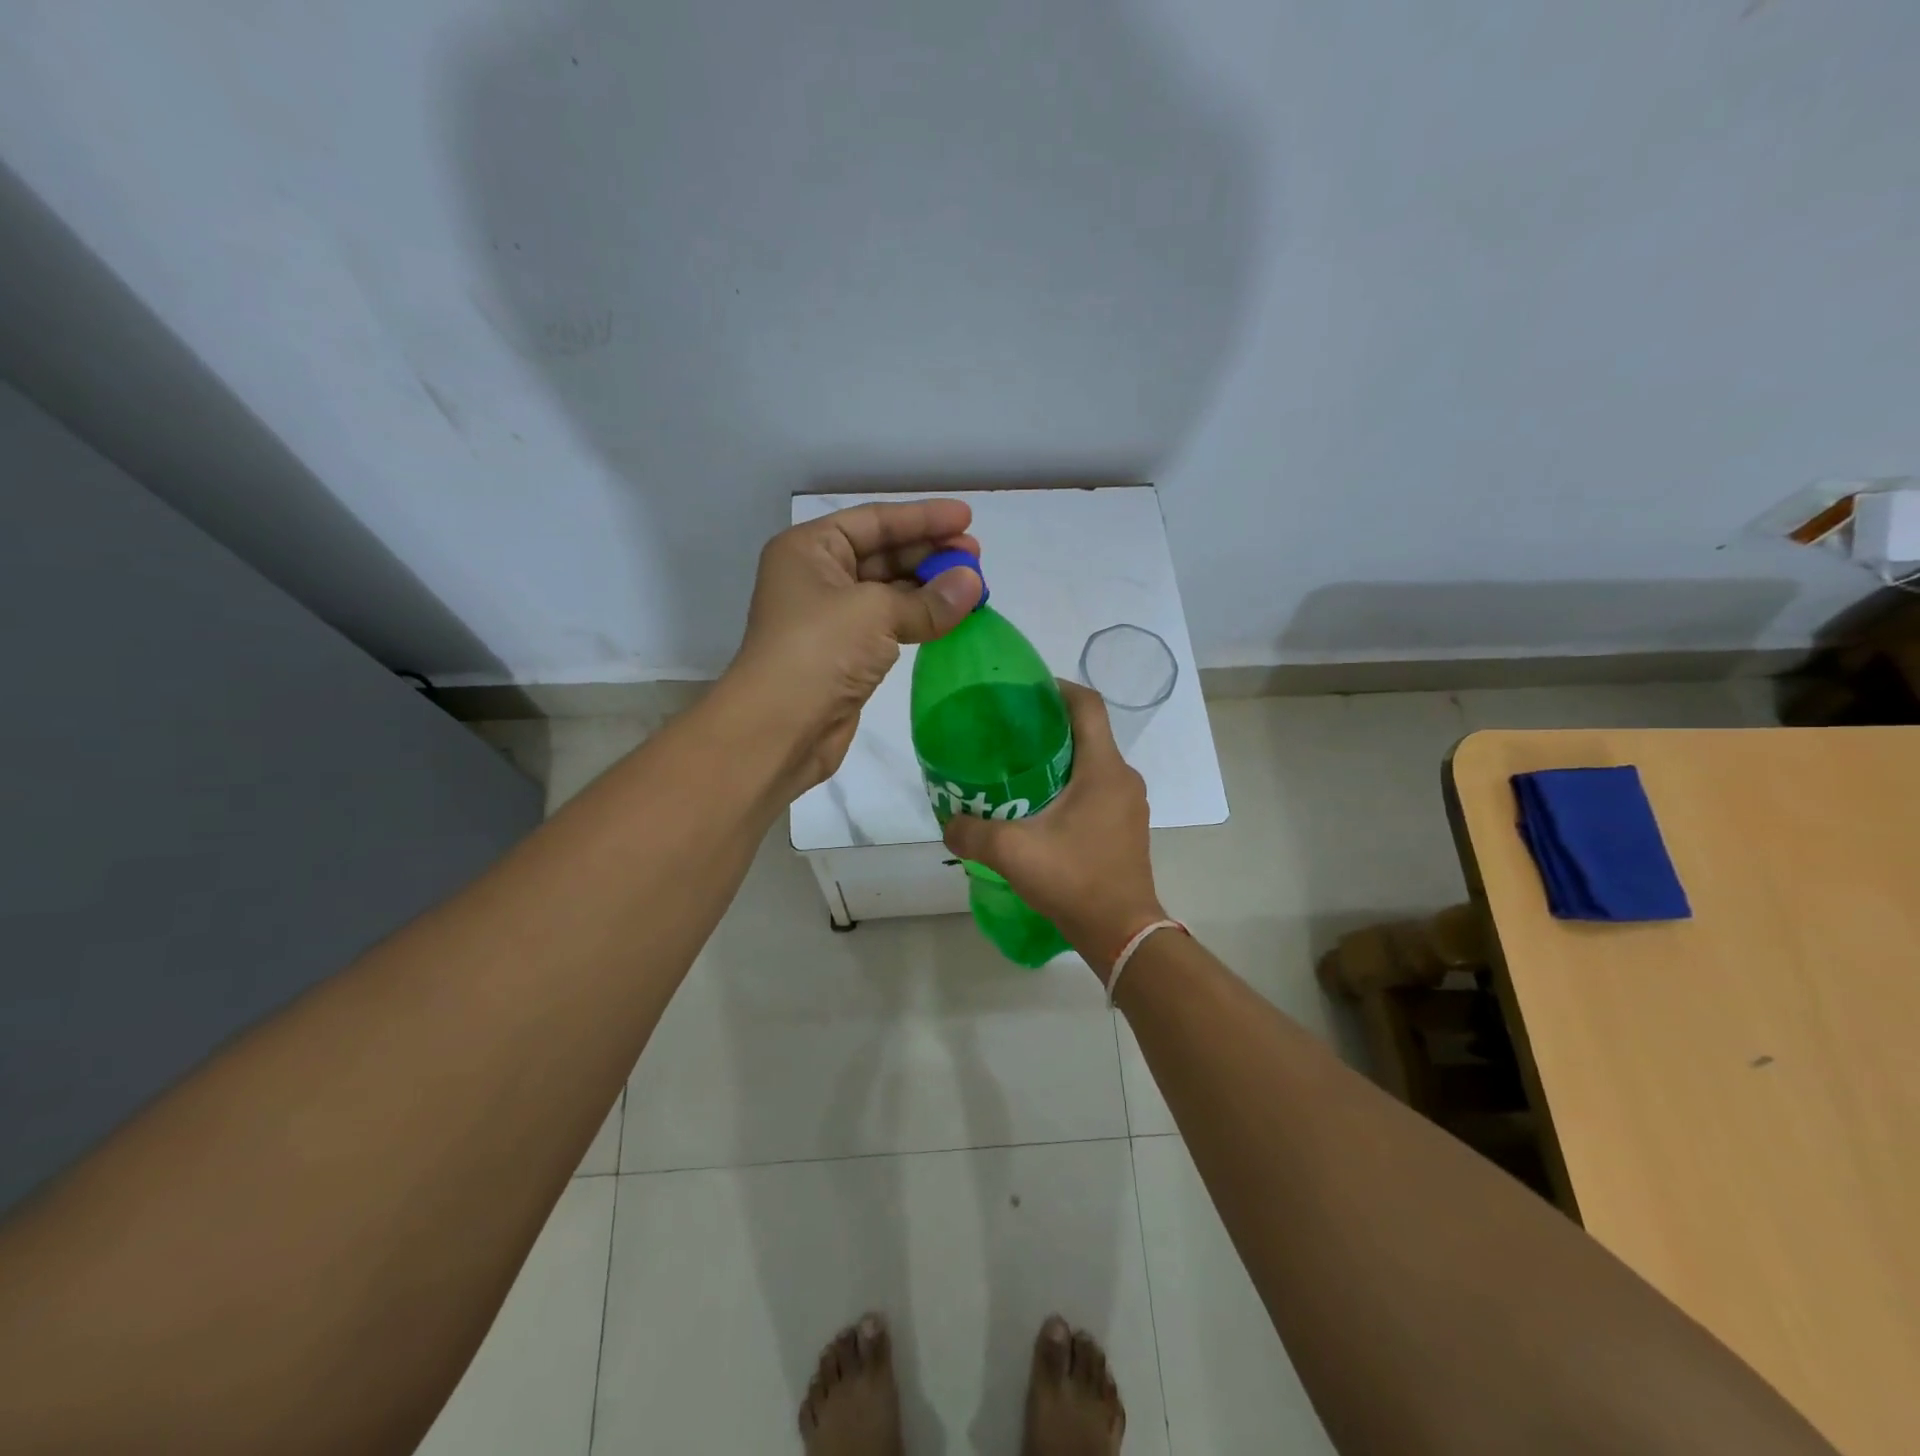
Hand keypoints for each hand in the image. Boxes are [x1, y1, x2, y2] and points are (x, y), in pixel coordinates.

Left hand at [727, 500, 983, 790]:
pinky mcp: (846, 655)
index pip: (874, 521)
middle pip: (882, 553)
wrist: (780, 728)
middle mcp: (817, 577)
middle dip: (929, 553)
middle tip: (976, 557)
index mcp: (809, 549)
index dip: (922, 518)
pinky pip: (890, 626)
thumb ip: (928, 599)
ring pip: (888, 592)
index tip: (967, 518)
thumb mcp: (875, 612)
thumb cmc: (818, 651)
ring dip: (928, 588)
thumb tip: (973, 585)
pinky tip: (951, 617)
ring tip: (974, 586)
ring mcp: (831, 619)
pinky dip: (920, 620)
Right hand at [942, 681, 1167, 972]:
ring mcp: (1129, 804)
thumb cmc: (1073, 880)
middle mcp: (1122, 778)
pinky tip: (1040, 807)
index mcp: (1103, 768)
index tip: (1024, 691)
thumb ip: (971, 833)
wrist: (1121, 932)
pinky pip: (1097, 789)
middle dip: (1049, 726)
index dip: (1056, 688)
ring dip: (1059, 759)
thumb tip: (948, 823)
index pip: (1087, 705)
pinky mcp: (1126, 826)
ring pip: (1093, 763)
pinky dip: (1070, 785)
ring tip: (1019, 770)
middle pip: (1088, 732)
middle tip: (1008, 734)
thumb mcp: (1012, 852)